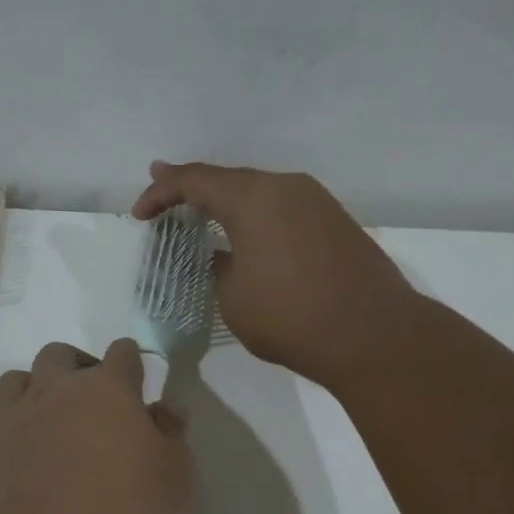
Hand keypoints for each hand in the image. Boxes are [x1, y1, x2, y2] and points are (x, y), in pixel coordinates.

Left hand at [0, 339, 192, 513]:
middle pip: (58, 355)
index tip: (139, 383)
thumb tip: (164, 408)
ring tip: (46, 422)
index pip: (123, 353)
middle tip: (94, 404)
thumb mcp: (177, 480)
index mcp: (107, 391)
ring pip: (10, 382)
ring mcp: (10, 426)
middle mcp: (53, 395)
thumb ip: (171, 435)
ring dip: (28, 391)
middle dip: (76, 367)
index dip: (133, 363)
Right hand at [132, 161, 418, 390]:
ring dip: (227, 202)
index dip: (161, 192)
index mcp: (253, 198)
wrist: (374, 335)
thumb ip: (219, 267)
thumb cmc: (292, 318)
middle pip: (229, 178)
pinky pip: (284, 207)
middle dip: (192, 188)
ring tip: (202, 212)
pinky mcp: (336, 221)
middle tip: (164, 198)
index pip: (194, 180)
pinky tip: (249, 234)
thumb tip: (225, 256)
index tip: (139, 213)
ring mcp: (317, 201)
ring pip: (260, 191)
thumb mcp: (234, 298)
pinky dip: (257, 215)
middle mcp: (286, 187)